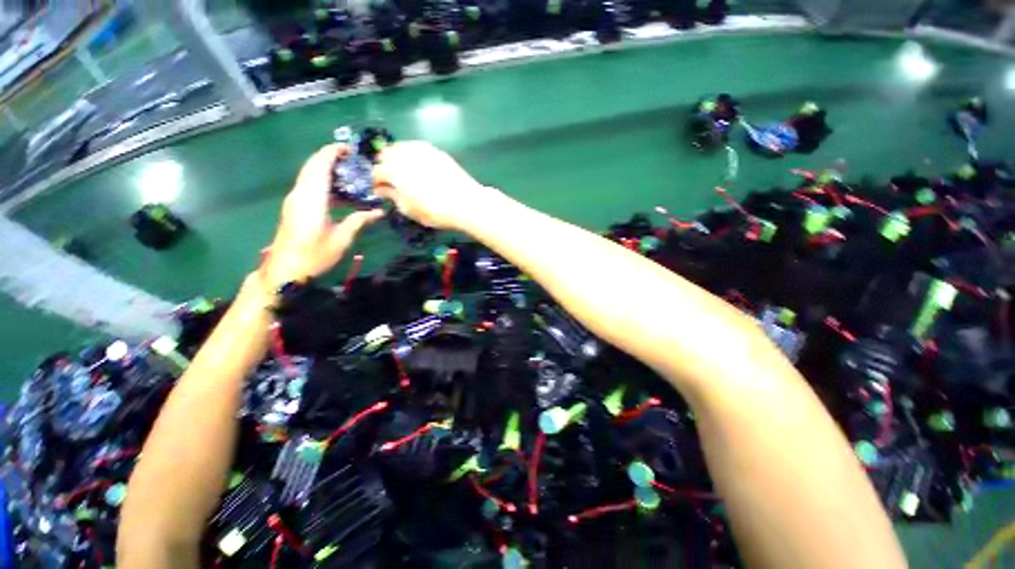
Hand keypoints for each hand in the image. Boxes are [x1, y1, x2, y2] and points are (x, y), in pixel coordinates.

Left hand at [263, 144, 382, 289]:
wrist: (285, 269)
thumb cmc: (314, 255)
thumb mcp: (341, 239)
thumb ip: (358, 221)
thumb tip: (378, 212)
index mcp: (312, 198)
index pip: (320, 165)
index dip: (332, 152)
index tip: (349, 148)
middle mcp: (300, 193)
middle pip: (312, 166)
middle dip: (330, 157)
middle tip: (352, 159)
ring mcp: (294, 199)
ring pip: (308, 174)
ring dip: (325, 168)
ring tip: (348, 173)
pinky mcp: (294, 206)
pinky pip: (308, 184)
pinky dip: (322, 180)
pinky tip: (337, 191)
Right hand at [373, 141, 493, 230]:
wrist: (467, 203)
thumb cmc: (436, 211)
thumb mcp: (410, 210)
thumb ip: (393, 197)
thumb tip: (383, 189)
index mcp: (394, 171)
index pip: (376, 172)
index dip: (376, 182)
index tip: (380, 190)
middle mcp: (405, 155)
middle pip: (386, 154)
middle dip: (384, 166)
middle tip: (391, 180)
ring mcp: (422, 150)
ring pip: (401, 147)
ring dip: (397, 157)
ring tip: (404, 172)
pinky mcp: (436, 151)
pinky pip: (417, 147)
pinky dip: (412, 154)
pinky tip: (419, 166)